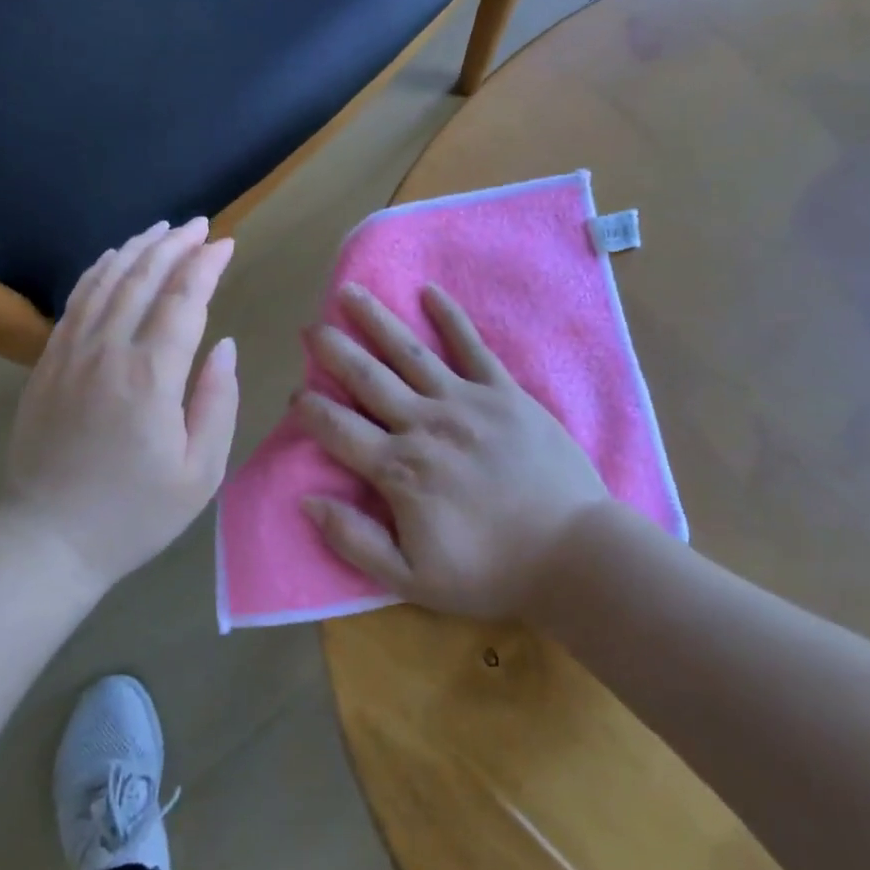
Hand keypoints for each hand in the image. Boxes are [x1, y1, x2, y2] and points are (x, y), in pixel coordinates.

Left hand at [5, 218, 239, 592]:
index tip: (226, 243)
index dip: (206, 266)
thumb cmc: (134, 513)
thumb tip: (225, 346)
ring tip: (160, 229)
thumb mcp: (200, 473)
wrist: (47, 538)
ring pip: (105, 282)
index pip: (184, 300)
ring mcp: (70, 354)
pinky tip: (112, 261)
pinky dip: (98, 273)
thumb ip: (218, 402)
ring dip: (136, 249)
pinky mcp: (47, 364)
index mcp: (151, 377)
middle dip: (175, 245)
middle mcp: (108, 352)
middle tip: (199, 225)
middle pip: (143, 279)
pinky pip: (75, 303)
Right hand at [295, 282, 613, 619]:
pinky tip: (429, 291)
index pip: (339, 429)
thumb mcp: (411, 578)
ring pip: (409, 353)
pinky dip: (450, 318)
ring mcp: (465, 402)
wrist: (574, 554)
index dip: (311, 410)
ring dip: (376, 320)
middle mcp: (424, 424)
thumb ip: (354, 540)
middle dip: (334, 350)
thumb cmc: (491, 571)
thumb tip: (306, 501)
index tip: (296, 394)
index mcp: (399, 470)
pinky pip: (472, 347)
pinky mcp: (504, 393)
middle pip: (367, 378)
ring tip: (350, 292)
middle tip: (310, 327)